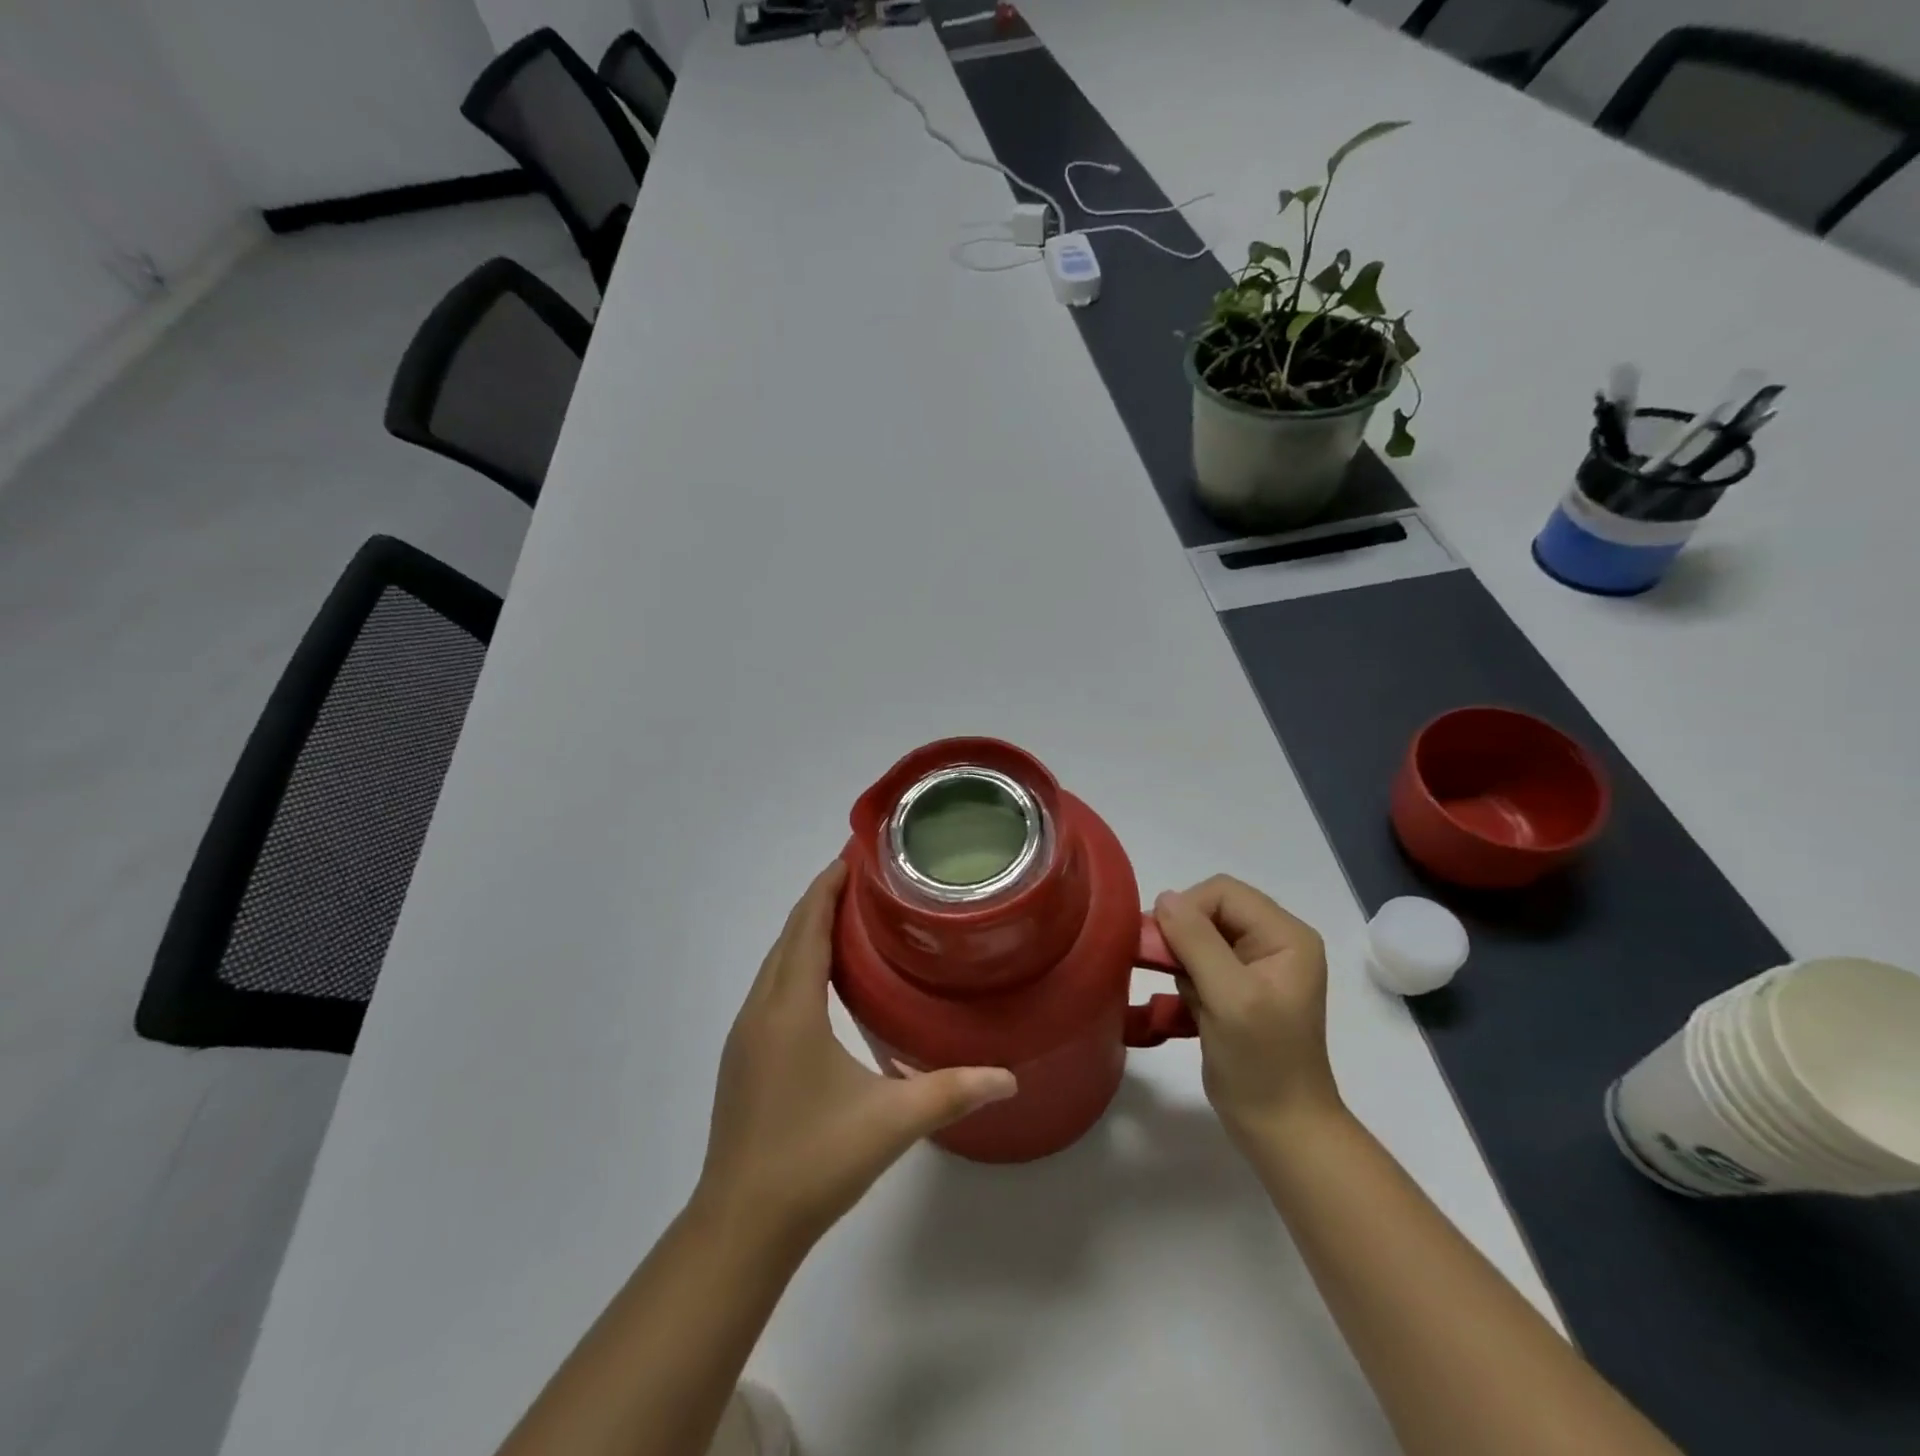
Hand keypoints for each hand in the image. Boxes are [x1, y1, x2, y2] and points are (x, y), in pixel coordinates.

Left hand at [694, 861, 1016, 1255]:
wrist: (740, 1225)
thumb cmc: (813, 1161)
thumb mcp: (891, 1122)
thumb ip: (952, 1092)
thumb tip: (1009, 1077)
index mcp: (791, 1009)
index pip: (808, 926)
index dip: (827, 887)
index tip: (853, 855)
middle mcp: (761, 1010)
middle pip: (789, 936)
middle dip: (819, 900)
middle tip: (862, 878)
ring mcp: (745, 1035)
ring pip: (775, 963)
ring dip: (805, 932)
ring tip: (846, 918)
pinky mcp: (742, 1058)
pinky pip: (770, 989)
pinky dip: (794, 964)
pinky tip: (820, 983)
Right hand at [1153, 875, 1341, 1148]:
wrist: (1280, 1128)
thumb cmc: (1261, 1062)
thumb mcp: (1229, 997)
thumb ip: (1196, 941)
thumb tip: (1164, 897)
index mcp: (1286, 935)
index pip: (1223, 892)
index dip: (1188, 910)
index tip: (1162, 946)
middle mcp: (1275, 941)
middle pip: (1211, 909)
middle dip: (1182, 936)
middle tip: (1163, 969)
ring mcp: (1257, 966)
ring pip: (1200, 935)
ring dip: (1181, 960)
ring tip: (1187, 997)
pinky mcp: (1238, 987)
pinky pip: (1199, 961)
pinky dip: (1185, 978)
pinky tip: (1187, 1008)